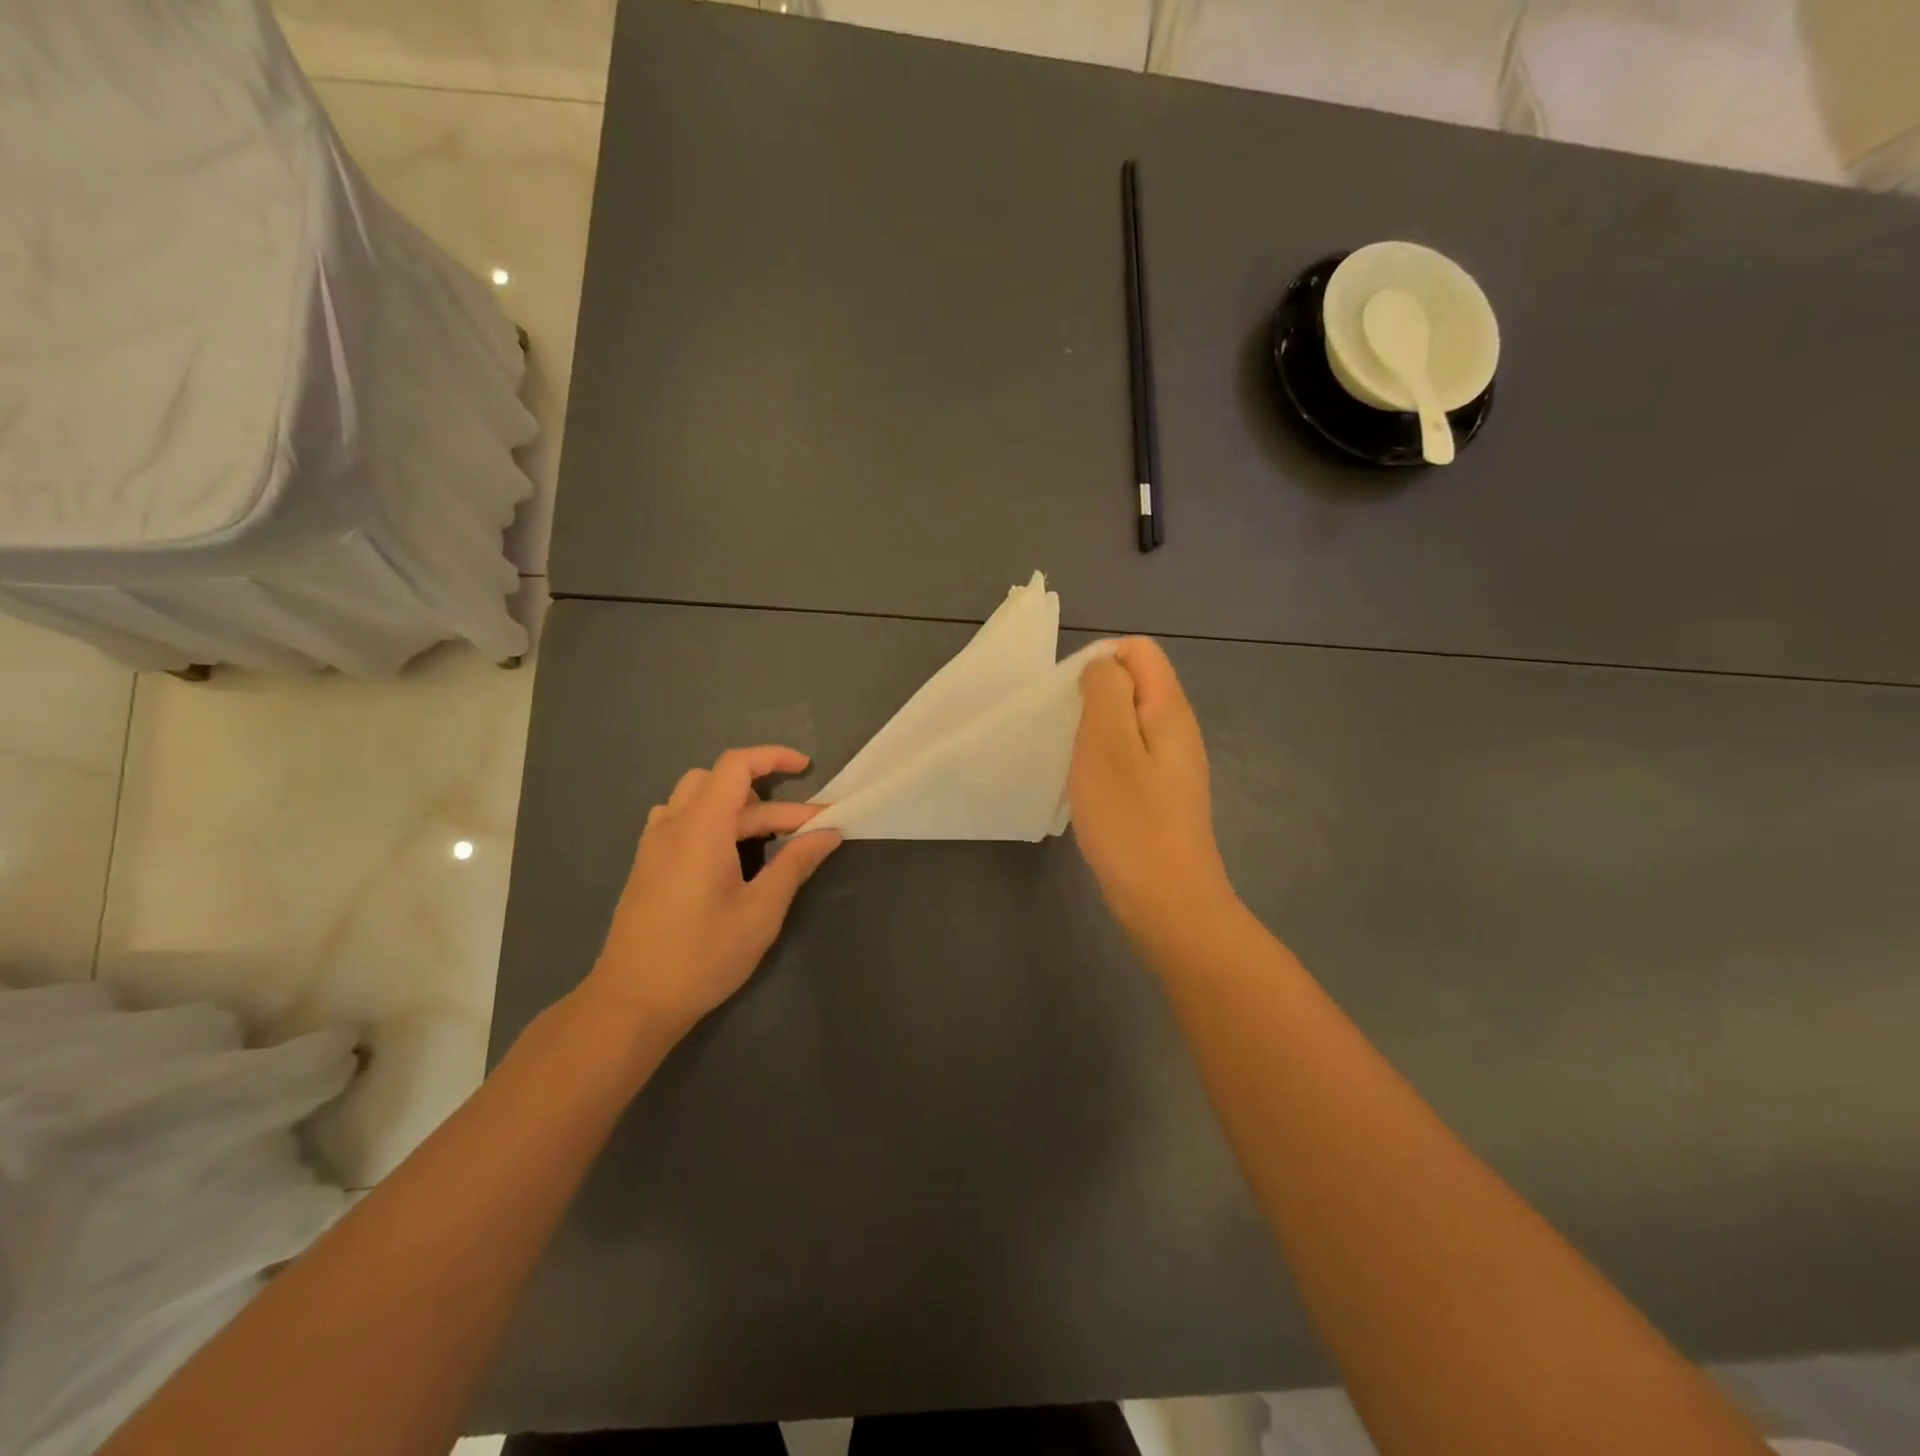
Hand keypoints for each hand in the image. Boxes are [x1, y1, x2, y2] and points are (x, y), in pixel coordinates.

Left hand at [582, 746, 840, 1040]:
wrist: (632, 1001)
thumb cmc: (702, 956)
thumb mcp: (760, 912)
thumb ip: (795, 864)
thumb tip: (828, 832)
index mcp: (701, 828)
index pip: (736, 766)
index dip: (773, 757)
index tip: (807, 769)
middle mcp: (673, 824)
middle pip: (721, 782)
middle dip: (769, 797)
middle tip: (805, 828)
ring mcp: (654, 844)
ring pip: (698, 798)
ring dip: (738, 806)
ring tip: (768, 837)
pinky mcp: (647, 864)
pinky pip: (681, 819)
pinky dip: (712, 820)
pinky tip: (728, 853)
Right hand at [1070, 639, 1238, 945]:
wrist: (1167, 903)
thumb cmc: (1130, 821)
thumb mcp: (1107, 745)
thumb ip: (1106, 691)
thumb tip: (1104, 664)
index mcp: (1169, 709)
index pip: (1140, 651)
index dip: (1100, 660)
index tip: (1071, 700)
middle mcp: (1177, 730)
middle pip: (1134, 685)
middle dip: (1093, 698)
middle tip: (1066, 734)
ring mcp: (1171, 766)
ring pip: (1127, 724)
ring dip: (1094, 733)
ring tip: (1072, 763)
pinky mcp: (1160, 796)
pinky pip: (1128, 758)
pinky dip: (1103, 763)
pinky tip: (1087, 791)